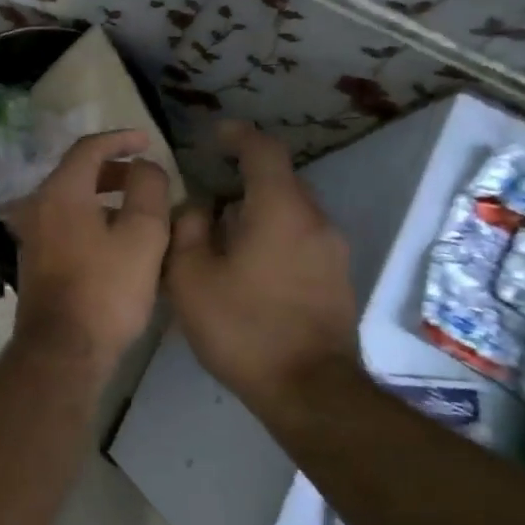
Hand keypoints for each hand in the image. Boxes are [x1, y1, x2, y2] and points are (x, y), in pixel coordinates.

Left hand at [8, 130, 170, 368]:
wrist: (63, 351)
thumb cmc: (107, 290)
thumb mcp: (143, 235)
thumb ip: (148, 189)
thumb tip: (144, 167)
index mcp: (60, 192)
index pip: (89, 148)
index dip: (121, 139)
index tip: (148, 141)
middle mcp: (37, 206)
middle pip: (76, 173)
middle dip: (114, 170)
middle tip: (146, 177)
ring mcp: (31, 235)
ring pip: (71, 201)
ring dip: (104, 197)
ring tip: (139, 211)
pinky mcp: (34, 260)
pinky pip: (65, 224)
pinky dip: (91, 219)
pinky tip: (116, 241)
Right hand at [166, 122, 360, 414]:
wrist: (309, 390)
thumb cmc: (243, 328)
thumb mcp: (191, 278)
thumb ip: (188, 230)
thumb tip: (197, 207)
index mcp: (279, 210)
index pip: (264, 151)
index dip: (239, 136)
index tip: (216, 134)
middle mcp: (315, 221)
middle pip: (282, 180)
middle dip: (247, 176)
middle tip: (211, 189)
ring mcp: (333, 251)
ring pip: (293, 211)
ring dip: (261, 209)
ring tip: (226, 231)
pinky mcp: (337, 278)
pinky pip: (302, 238)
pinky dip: (275, 234)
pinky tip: (250, 263)